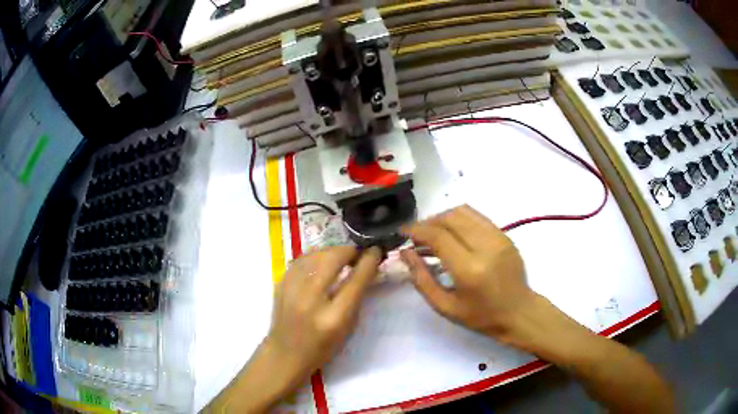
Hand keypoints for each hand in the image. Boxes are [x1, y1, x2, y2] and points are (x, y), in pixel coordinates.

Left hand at [267, 245, 382, 379]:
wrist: (285, 353)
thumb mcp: (347, 328)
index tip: (376, 251)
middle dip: (349, 251)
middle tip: (357, 254)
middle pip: (332, 259)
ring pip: (315, 254)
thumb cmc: (322, 347)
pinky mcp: (280, 284)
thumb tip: (364, 269)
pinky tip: (321, 261)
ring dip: (332, 251)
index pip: (355, 281)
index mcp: (333, 317)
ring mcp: (292, 290)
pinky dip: (315, 256)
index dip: (368, 261)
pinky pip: (301, 259)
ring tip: (340, 256)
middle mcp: (311, 300)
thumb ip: (356, 299)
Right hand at [400, 205, 540, 345]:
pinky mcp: (505, 235)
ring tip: (433, 233)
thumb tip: (405, 253)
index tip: (403, 232)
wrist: (519, 312)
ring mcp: (498, 237)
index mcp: (469, 269)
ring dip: (443, 217)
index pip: (438, 236)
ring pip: (464, 212)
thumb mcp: (445, 307)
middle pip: (450, 218)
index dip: (417, 230)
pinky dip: (459, 219)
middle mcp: (485, 247)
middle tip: (416, 235)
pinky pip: (477, 217)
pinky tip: (453, 233)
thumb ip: (422, 279)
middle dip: (428, 222)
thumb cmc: (481, 316)